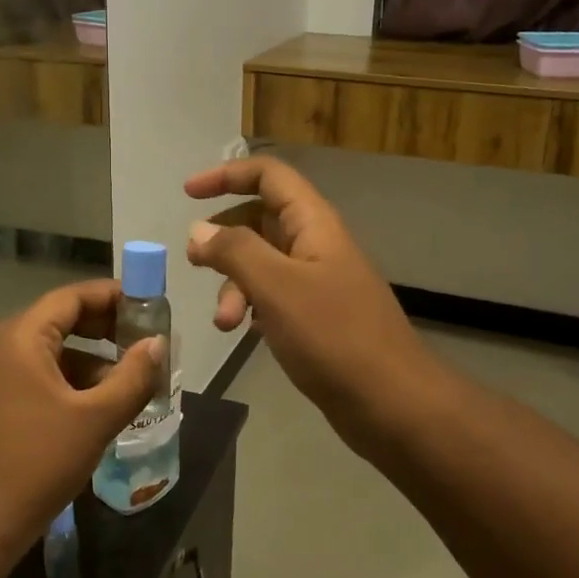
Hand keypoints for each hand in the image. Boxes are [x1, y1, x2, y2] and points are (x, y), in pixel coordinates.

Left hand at [0, 280, 165, 557]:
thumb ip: (132, 376)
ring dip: (91, 358)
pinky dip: (70, 380)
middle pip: (61, 319)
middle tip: (145, 340)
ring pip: (51, 351)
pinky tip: (99, 404)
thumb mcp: (95, 418)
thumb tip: (158, 344)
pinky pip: (39, 375)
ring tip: (130, 376)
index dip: (112, 296)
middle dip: (105, 327)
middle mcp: (2, 346)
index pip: (72, 297)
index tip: (149, 305)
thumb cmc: (37, 462)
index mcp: (22, 337)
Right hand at [186, 158, 439, 461]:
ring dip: (234, 283)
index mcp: (313, 223)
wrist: (391, 402)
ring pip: (262, 262)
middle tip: (195, 263)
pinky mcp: (316, 315)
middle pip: (260, 218)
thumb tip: (199, 230)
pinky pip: (272, 294)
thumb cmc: (333, 336)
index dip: (227, 175)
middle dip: (224, 239)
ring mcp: (317, 280)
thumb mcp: (276, 287)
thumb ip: (234, 251)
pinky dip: (251, 305)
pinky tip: (243, 331)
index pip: (269, 175)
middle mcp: (315, 244)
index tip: (188, 193)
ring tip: (223, 322)